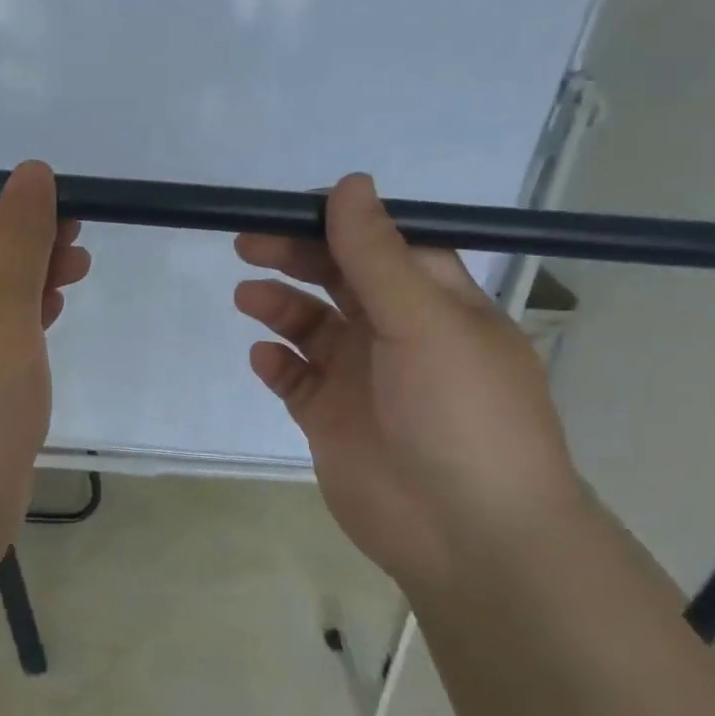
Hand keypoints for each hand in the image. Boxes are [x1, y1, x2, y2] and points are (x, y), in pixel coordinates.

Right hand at [234, 175, 583, 590]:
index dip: (340, 223)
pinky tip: (264, 357)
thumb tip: (350, 183)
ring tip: (247, 297)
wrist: (467, 532)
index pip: (384, 244)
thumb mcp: (424, 322)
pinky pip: (294, 379)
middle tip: (248, 245)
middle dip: (297, 257)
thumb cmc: (459, 413)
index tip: (291, 209)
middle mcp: (397, 333)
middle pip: (339, 279)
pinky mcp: (330, 419)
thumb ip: (377, 256)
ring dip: (280, 306)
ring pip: (311, 326)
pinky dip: (276, 363)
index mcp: (435, 302)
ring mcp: (361, 378)